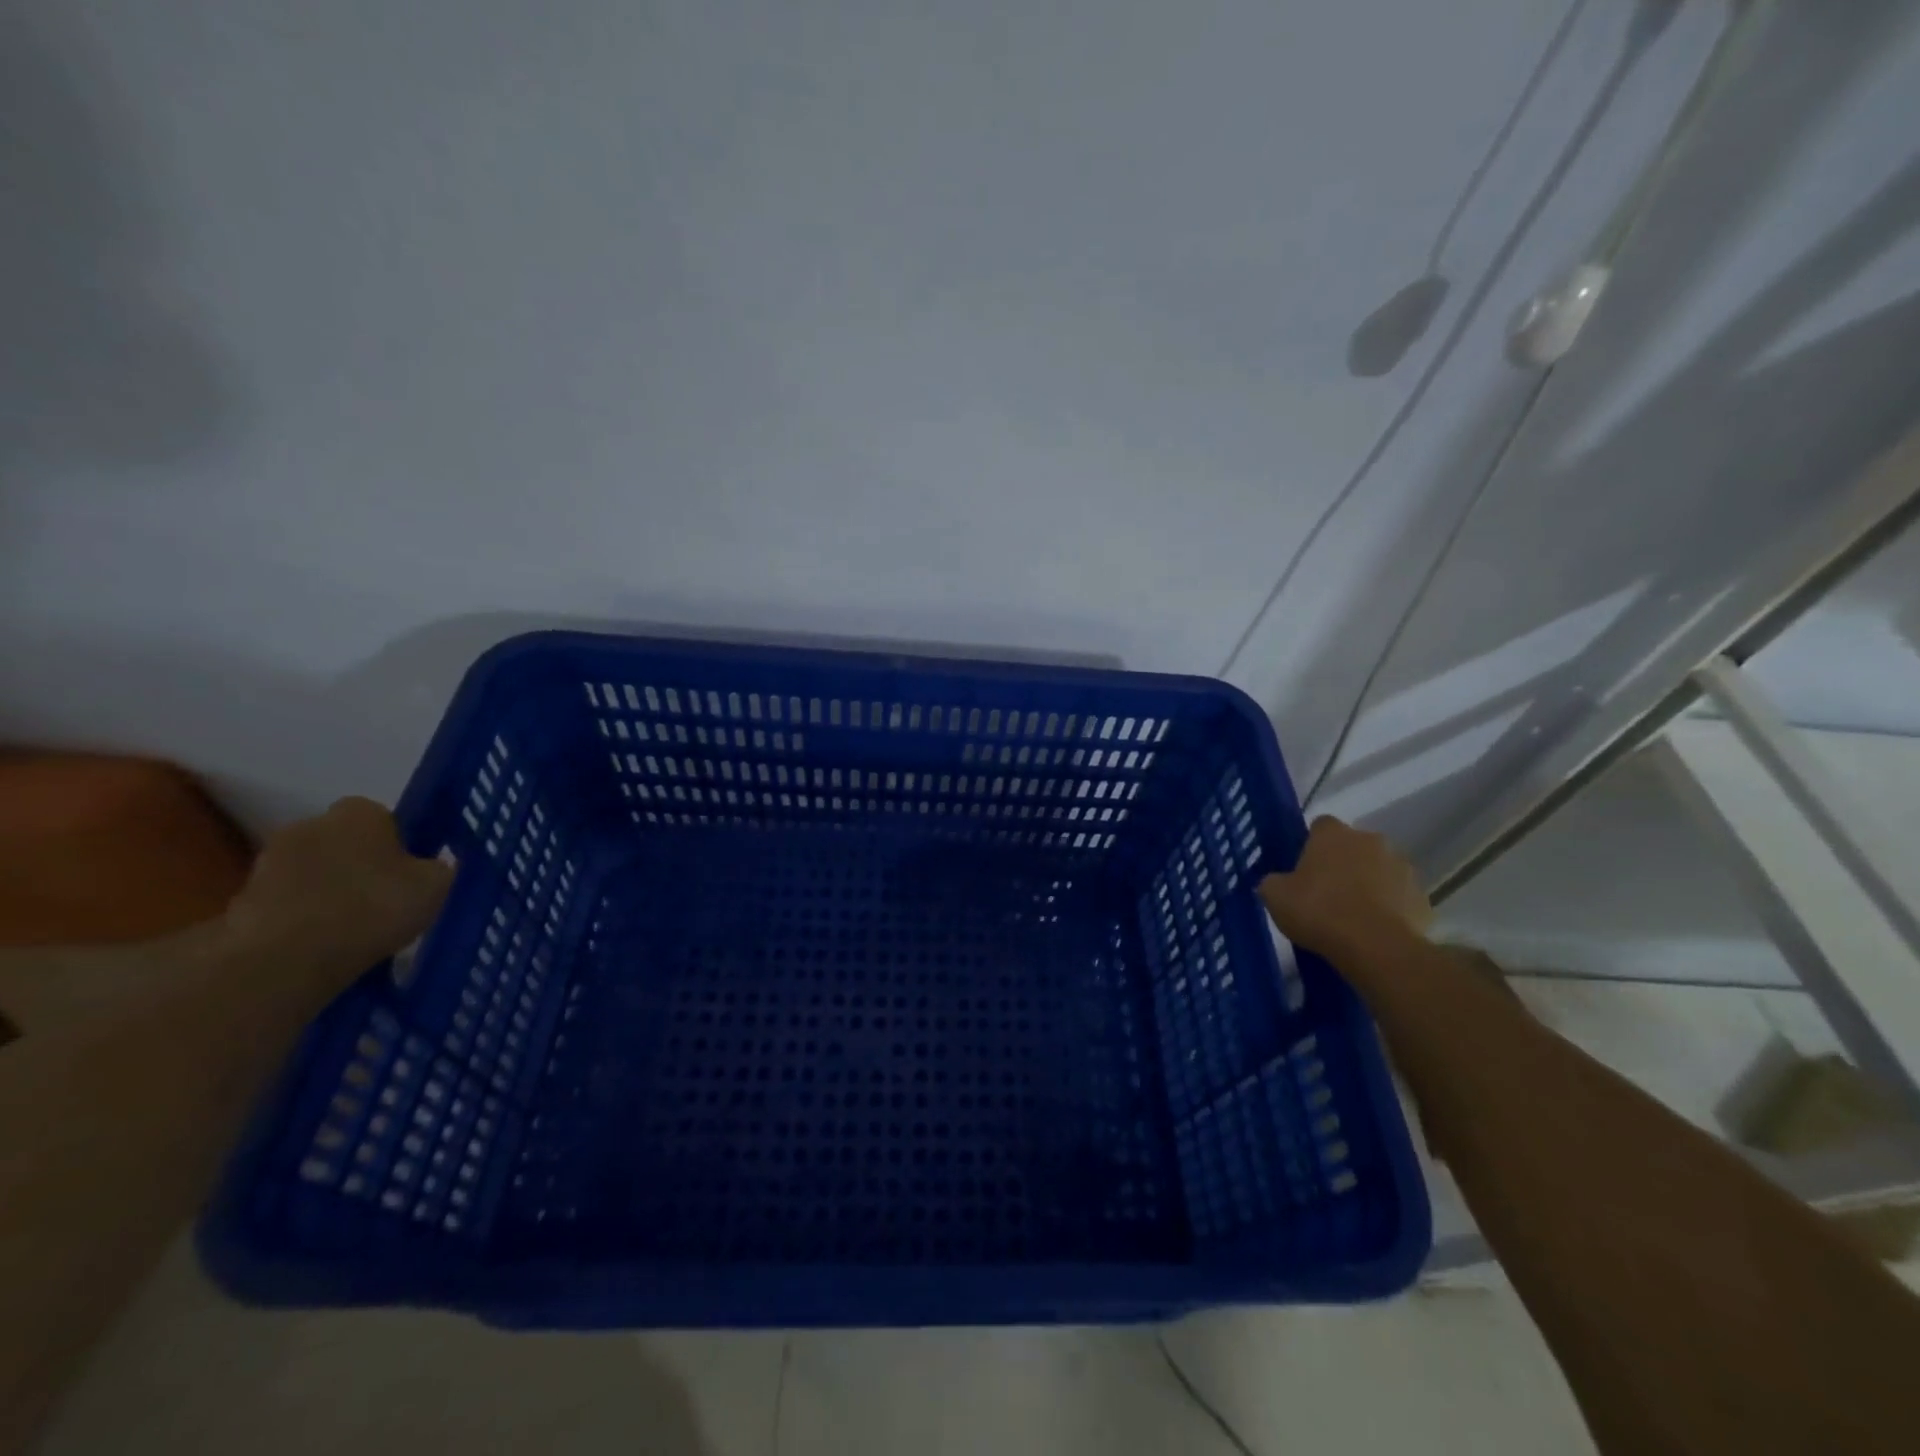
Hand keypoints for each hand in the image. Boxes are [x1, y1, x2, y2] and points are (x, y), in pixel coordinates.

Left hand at [222, 798, 453, 989]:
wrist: (286, 959)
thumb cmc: (374, 908)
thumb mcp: (436, 886)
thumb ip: (438, 867)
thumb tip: (431, 867)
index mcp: (358, 812)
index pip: (381, 816)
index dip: (396, 842)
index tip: (407, 871)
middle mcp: (309, 825)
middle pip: (341, 841)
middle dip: (357, 863)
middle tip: (382, 898)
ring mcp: (268, 863)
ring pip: (311, 872)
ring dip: (326, 890)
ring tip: (351, 928)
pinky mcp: (240, 901)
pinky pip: (285, 903)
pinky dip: (300, 917)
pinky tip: (321, 944)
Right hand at [1259, 816, 1430, 961]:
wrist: (1376, 947)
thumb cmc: (1319, 911)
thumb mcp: (1275, 896)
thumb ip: (1273, 882)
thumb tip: (1276, 883)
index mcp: (1333, 834)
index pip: (1320, 826)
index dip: (1311, 845)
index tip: (1303, 868)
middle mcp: (1371, 841)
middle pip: (1353, 847)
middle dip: (1343, 864)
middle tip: (1326, 893)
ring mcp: (1402, 868)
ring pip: (1380, 870)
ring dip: (1369, 884)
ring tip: (1352, 916)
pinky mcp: (1422, 898)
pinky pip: (1400, 899)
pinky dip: (1390, 909)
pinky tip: (1375, 930)